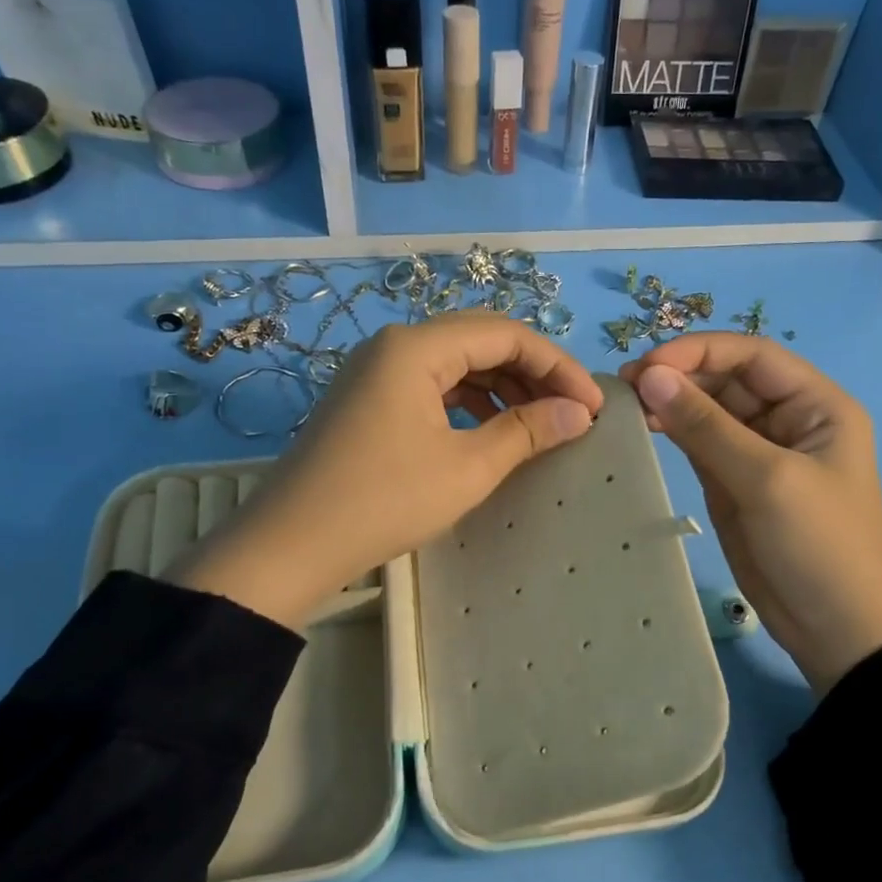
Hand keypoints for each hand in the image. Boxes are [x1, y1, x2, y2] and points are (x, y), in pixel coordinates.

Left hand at [171, 312, 603, 628]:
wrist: (289, 547)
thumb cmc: (384, 501)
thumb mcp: (467, 468)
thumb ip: (527, 432)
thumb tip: (579, 413)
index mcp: (416, 347)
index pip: (505, 334)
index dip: (557, 365)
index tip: (592, 405)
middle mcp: (393, 346)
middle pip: (479, 342)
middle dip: (532, 373)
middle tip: (570, 413)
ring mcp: (375, 373)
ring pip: (455, 365)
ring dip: (502, 388)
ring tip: (538, 424)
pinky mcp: (366, 401)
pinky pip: (431, 387)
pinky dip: (469, 403)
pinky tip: (489, 431)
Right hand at [620, 334, 881, 693]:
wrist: (837, 630)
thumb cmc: (819, 545)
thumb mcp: (766, 479)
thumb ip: (706, 426)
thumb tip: (649, 377)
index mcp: (816, 405)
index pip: (752, 356)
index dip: (699, 351)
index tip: (647, 365)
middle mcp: (788, 419)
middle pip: (727, 379)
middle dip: (680, 376)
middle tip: (624, 387)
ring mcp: (759, 452)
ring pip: (709, 411)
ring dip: (671, 403)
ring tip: (625, 404)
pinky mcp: (735, 483)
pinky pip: (700, 444)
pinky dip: (672, 433)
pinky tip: (643, 428)